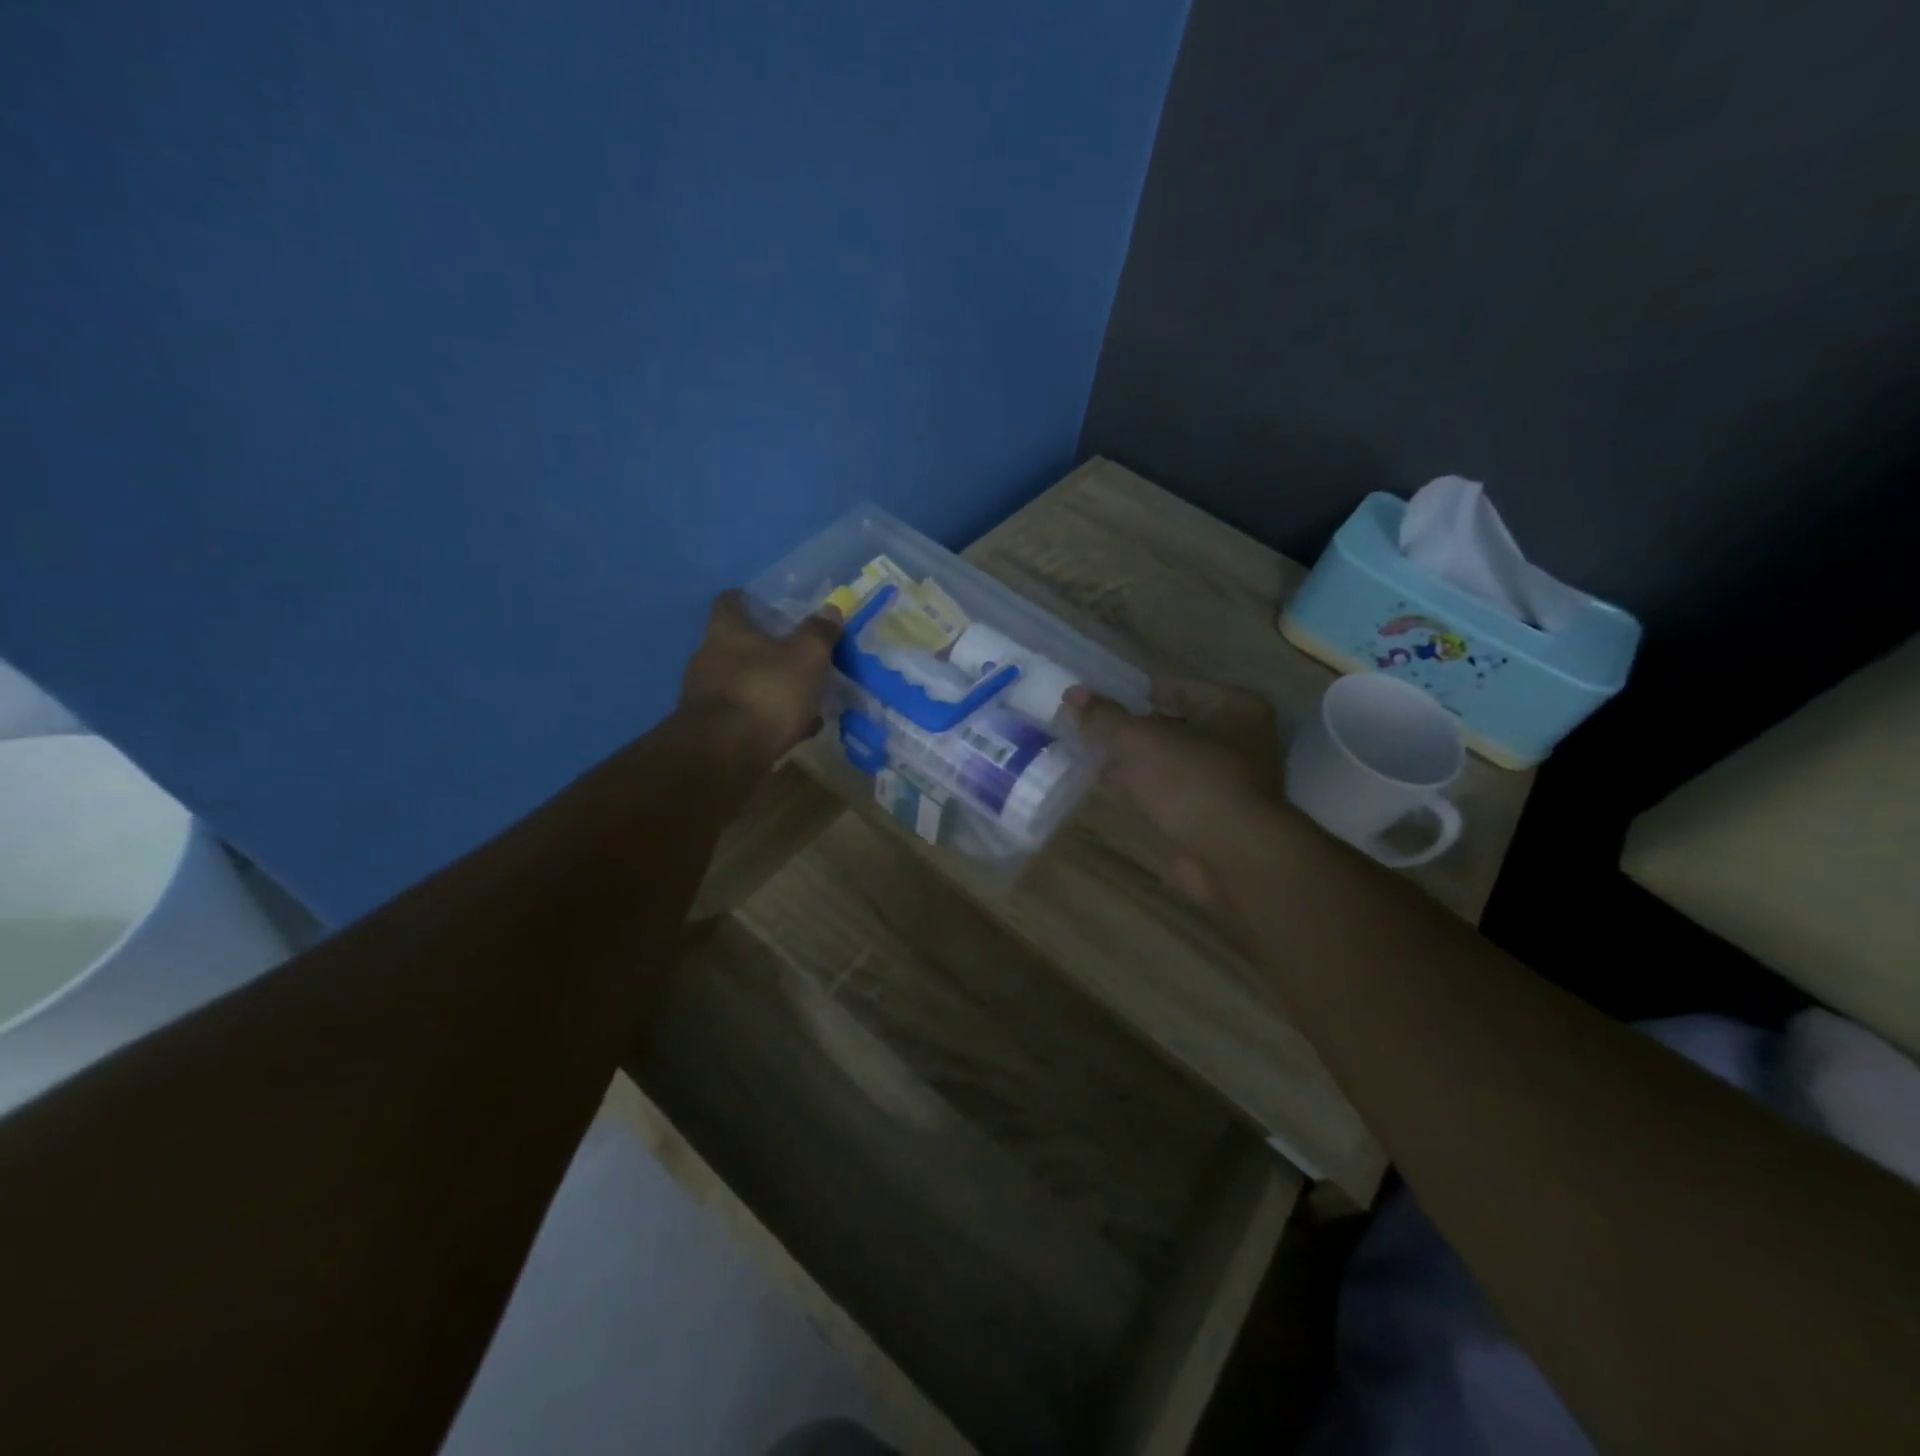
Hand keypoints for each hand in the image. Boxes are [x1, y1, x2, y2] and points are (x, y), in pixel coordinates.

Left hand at [679, 590, 841, 764]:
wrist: (725, 754)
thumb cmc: (766, 691)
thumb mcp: (806, 657)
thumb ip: (818, 633)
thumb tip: (830, 609)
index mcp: (727, 631)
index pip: (729, 602)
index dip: (746, 599)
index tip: (763, 602)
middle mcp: (709, 658)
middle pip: (735, 644)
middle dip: (764, 649)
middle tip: (795, 652)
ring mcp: (706, 697)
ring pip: (743, 683)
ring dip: (769, 687)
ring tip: (802, 696)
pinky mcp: (712, 731)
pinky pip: (746, 716)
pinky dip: (768, 719)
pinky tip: (795, 729)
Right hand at [1066, 676, 1281, 901]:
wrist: (1233, 858)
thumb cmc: (1194, 783)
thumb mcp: (1141, 742)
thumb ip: (1106, 718)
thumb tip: (1072, 693)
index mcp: (1235, 709)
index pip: (1179, 687)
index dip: (1138, 690)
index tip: (1102, 696)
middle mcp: (1240, 741)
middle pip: (1175, 724)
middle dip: (1134, 728)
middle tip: (1092, 724)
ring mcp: (1228, 782)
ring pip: (1170, 761)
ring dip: (1135, 759)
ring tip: (1091, 752)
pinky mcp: (1211, 816)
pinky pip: (1169, 791)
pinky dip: (1143, 787)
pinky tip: (1109, 785)